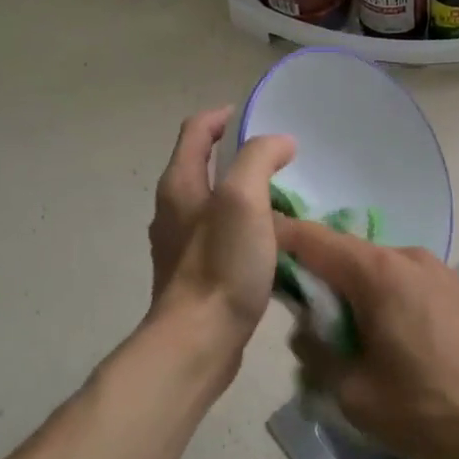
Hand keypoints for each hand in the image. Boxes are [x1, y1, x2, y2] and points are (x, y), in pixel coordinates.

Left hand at [146, 121, 295, 378]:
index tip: (256, 116)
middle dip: (239, 156)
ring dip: (246, 194)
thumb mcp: (243, 199)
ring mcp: (182, 244)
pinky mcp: (196, 274)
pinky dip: (246, 228)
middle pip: (204, 165)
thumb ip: (259, 159)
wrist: (198, 342)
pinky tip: (273, 244)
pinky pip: (222, 236)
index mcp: (180, 183)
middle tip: (280, 160)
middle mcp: (174, 208)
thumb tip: (279, 142)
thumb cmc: (220, 264)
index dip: (223, 116)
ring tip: (284, 200)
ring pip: (215, 203)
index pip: (196, 130)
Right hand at [278, 218, 458, 458]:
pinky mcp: (456, 291)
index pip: (311, 238)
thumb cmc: (432, 412)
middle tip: (302, 326)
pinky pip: (401, 285)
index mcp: (378, 272)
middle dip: (316, 282)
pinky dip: (380, 303)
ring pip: (373, 272)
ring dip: (350, 297)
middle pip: (343, 254)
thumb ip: (316, 353)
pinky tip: (387, 348)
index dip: (276, 237)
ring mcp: (437, 271)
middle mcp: (406, 257)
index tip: (248, 250)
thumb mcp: (355, 395)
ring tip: (348, 348)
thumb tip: (306, 330)